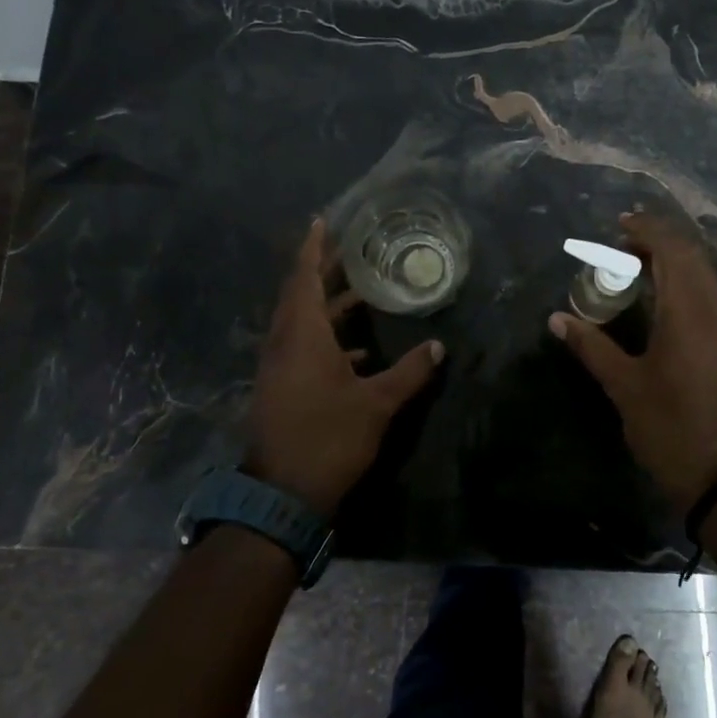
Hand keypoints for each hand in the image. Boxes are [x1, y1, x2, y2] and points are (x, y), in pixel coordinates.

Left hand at [249, 219, 443, 517]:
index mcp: (302, 336)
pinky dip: (327, 337)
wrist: (282, 496)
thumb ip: (409, 372)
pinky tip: (358, 349)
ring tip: (362, 292)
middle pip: (300, 295)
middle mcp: (284, 344)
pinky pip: (302, 347)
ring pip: (301, 322)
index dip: (313, 249)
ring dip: (327, 305)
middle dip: (324, 270)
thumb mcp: (377, 404)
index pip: (304, 279)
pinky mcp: (281, 388)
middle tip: (351, 250)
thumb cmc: (329, 438)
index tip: (321, 221)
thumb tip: (438, 346)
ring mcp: (278, 368)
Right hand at [548, 211, 716, 512]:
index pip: (673, 249)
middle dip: (661, 241)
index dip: (647, 229)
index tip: (620, 225)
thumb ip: (591, 345)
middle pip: (694, 256)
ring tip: (642, 271)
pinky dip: (690, 286)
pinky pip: (716, 297)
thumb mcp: (624, 386)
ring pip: (709, 276)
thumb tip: (556, 319)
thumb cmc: (669, 428)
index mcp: (690, 312)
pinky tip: (668, 304)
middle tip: (625, 246)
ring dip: (677, 263)